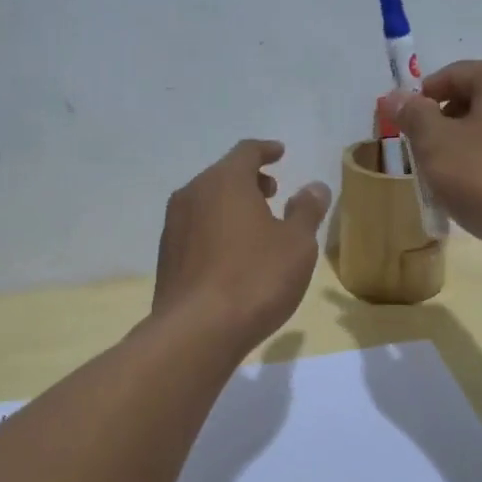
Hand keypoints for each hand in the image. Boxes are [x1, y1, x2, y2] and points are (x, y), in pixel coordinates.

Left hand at [152, 140, 331, 347]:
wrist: (197, 331)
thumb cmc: (255, 278)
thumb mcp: (296, 243)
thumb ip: (307, 210)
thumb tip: (314, 187)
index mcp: (224, 181)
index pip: (246, 152)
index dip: (266, 150)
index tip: (280, 153)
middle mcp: (192, 195)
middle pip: (223, 175)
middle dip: (249, 180)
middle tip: (273, 192)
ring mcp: (174, 226)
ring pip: (207, 203)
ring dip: (231, 206)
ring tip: (256, 225)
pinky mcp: (166, 257)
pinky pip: (196, 229)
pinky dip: (217, 229)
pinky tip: (232, 255)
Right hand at [390, 60, 481, 251]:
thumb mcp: (435, 144)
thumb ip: (413, 115)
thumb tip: (396, 96)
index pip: (451, 75)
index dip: (420, 100)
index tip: (403, 129)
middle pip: (474, 100)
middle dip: (443, 126)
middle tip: (422, 157)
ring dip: (465, 148)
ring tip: (447, 180)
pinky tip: (479, 193)